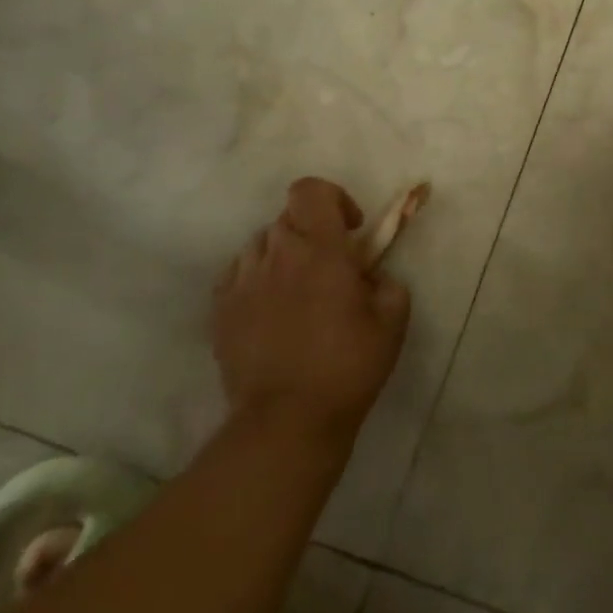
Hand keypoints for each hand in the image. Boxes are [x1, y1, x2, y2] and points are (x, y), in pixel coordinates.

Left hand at [211, 177, 410, 436]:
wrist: (286, 421)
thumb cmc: (347, 367)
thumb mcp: (392, 322)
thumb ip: (388, 283)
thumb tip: (372, 276)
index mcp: (320, 249)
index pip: (311, 191)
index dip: (332, 198)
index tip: (350, 230)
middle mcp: (277, 254)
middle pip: (288, 217)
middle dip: (311, 232)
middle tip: (328, 267)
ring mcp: (243, 281)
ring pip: (261, 244)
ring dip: (282, 254)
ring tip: (296, 290)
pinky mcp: (221, 310)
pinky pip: (238, 274)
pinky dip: (255, 279)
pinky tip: (269, 310)